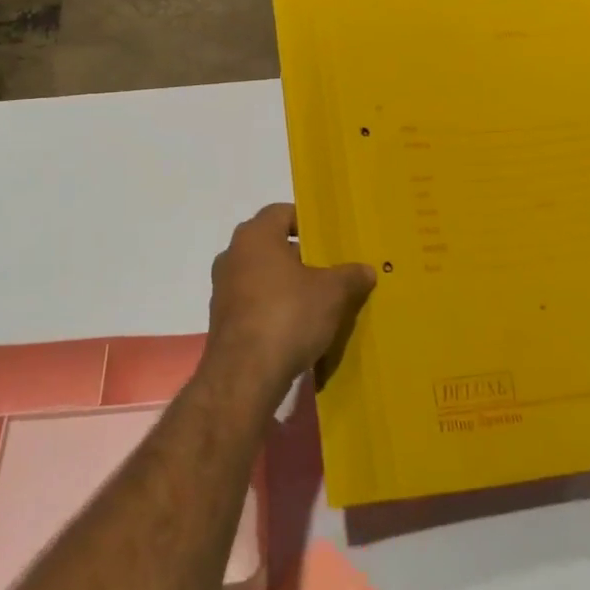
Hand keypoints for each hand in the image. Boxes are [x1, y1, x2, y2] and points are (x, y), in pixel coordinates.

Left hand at [206, 204, 376, 399]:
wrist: (244, 377)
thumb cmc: (288, 316)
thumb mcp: (332, 293)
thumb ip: (350, 276)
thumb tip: (366, 270)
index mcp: (255, 236)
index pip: (282, 212)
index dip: (308, 221)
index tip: (330, 238)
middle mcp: (233, 256)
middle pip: (272, 245)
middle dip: (301, 256)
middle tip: (331, 268)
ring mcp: (223, 290)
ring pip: (262, 275)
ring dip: (288, 284)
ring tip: (319, 300)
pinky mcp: (223, 321)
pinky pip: (254, 303)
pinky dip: (275, 308)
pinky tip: (299, 326)